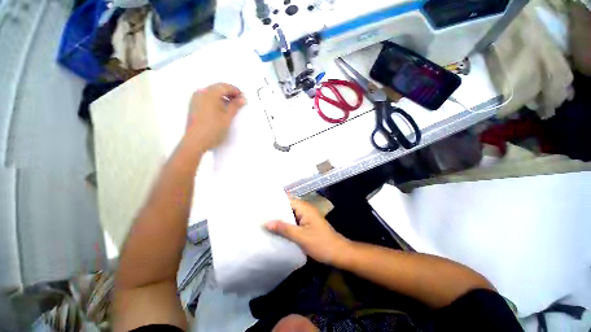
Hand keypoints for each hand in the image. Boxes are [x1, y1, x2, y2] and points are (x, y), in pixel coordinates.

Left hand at [185, 83, 245, 150]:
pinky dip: (215, 101)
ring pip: (212, 93)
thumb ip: (235, 106)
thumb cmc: (213, 129)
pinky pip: (206, 98)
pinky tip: (221, 110)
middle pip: (217, 88)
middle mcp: (200, 93)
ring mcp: (195, 99)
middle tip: (238, 102)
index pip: (224, 86)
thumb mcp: (227, 117)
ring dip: (222, 97)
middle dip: (229, 93)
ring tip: (231, 107)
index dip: (235, 91)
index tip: (243, 97)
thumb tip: (243, 98)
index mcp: (209, 93)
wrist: (196, 141)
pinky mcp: (193, 106)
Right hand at [266, 199, 350, 264]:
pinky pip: (293, 221)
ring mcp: (306, 217)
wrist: (338, 253)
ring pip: (289, 214)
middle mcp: (305, 209)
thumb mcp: (301, 237)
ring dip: (279, 218)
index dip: (274, 202)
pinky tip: (275, 229)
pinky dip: (285, 224)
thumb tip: (265, 222)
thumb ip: (283, 229)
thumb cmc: (321, 244)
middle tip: (259, 214)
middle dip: (275, 210)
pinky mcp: (306, 224)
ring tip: (263, 221)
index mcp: (304, 208)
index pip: (286, 199)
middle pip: (287, 206)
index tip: (260, 205)